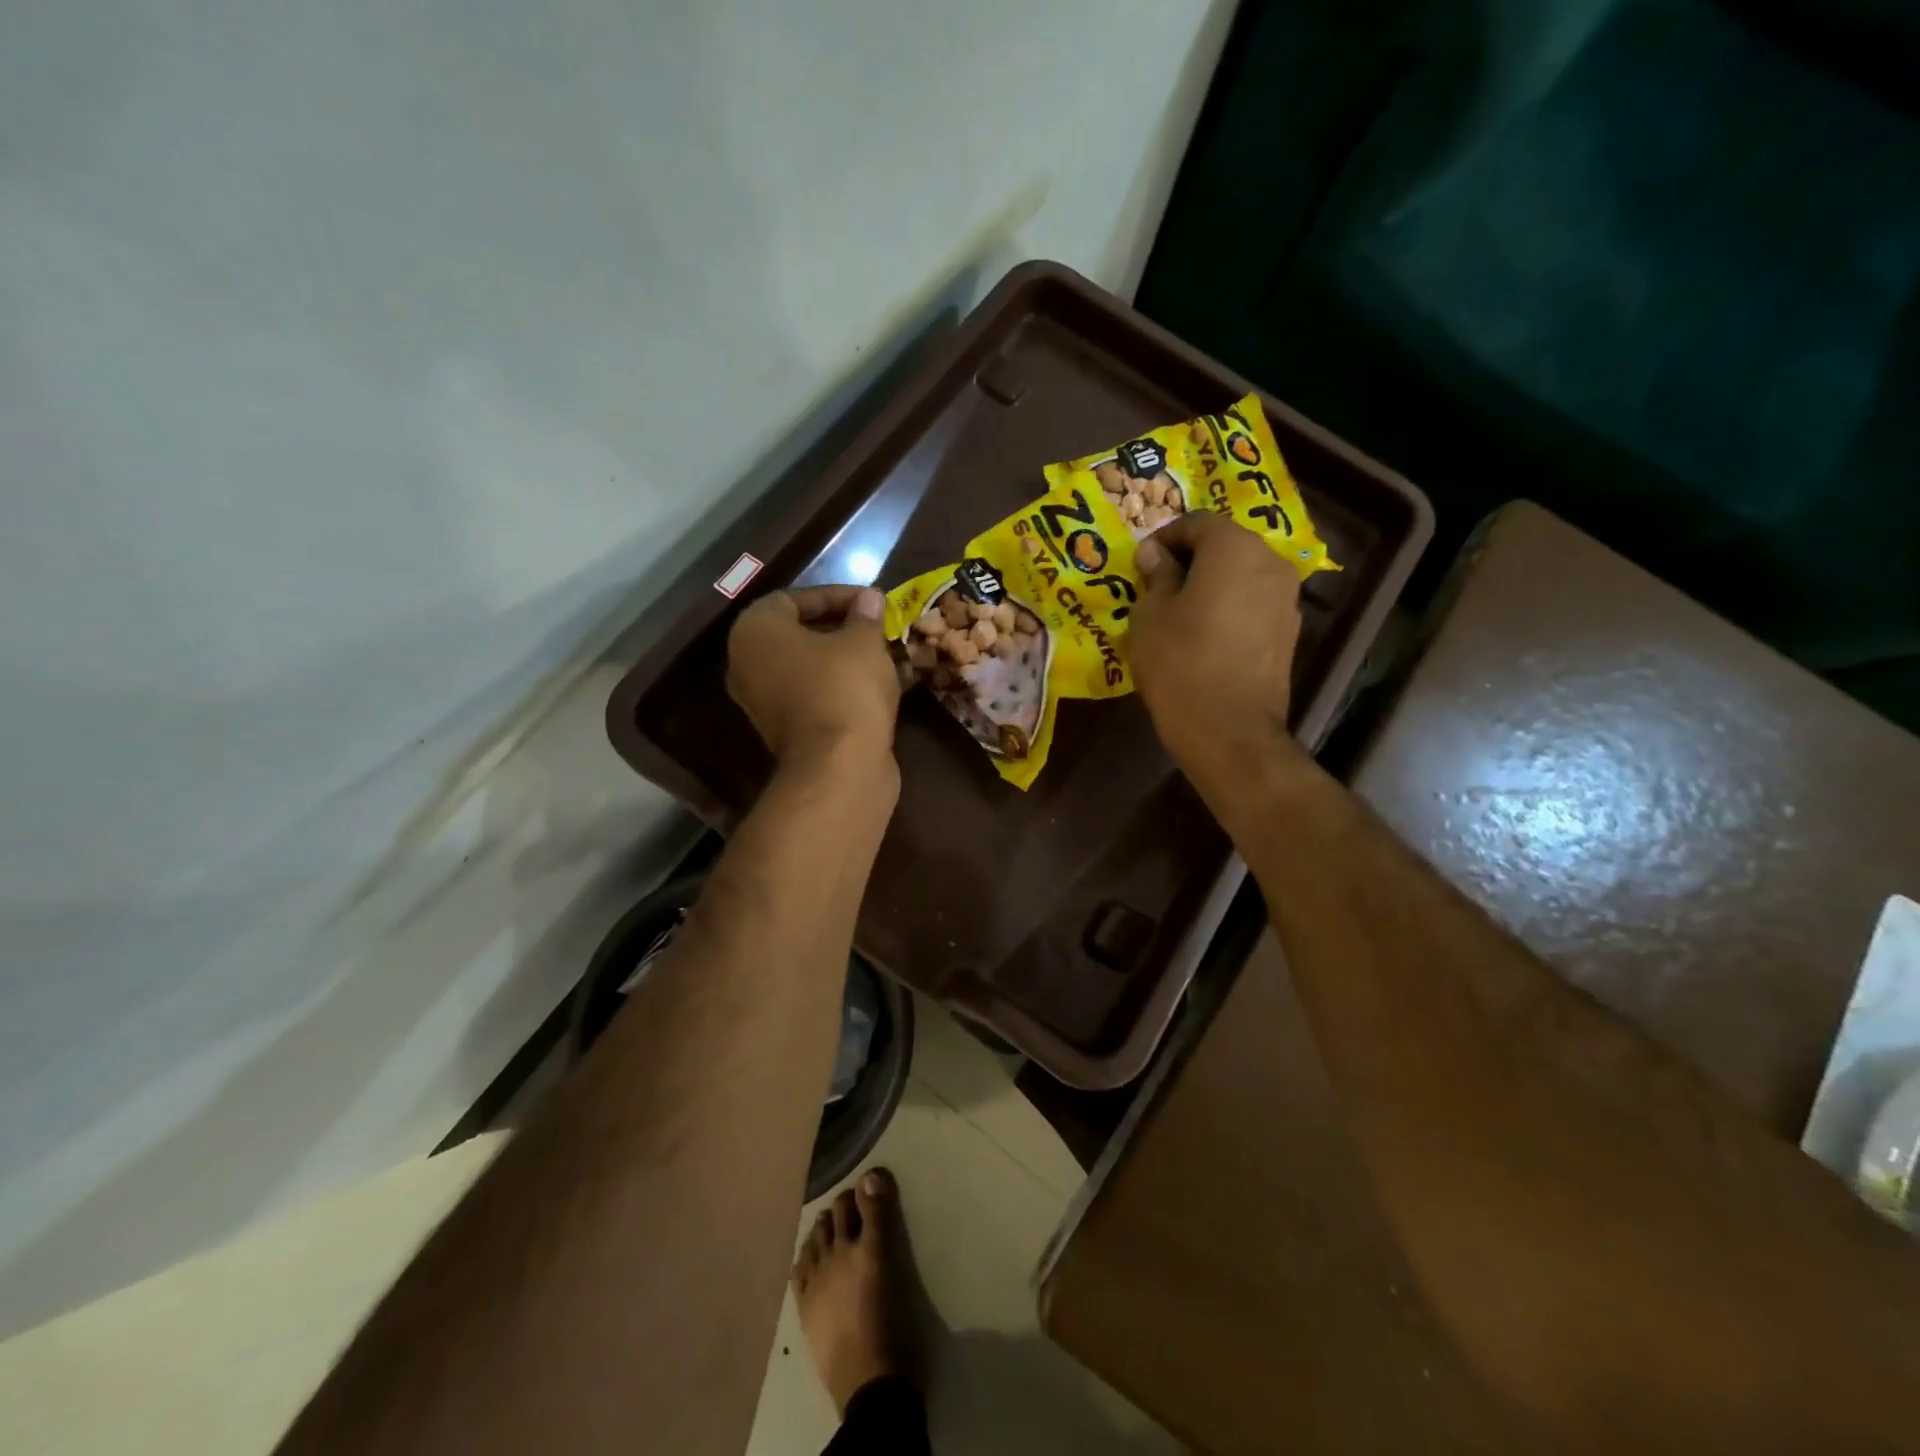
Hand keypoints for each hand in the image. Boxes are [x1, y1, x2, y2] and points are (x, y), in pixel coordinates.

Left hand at [726, 585, 901, 769]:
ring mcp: (764, 702)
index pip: (794, 598)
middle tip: (877, 626)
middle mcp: (748, 664)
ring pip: (809, 668)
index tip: (872, 600)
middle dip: (841, 628)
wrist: (839, 767)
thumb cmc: (845, 688)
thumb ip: (865, 616)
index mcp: (755, 632)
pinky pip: (815, 695)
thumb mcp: (863, 642)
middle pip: (798, 634)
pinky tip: (880, 684)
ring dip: (846, 659)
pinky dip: (842, 687)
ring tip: (885, 653)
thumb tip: (870, 598)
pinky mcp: (787, 731)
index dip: (836, 595)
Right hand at [1130, 512, 1302, 783]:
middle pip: (1225, 546)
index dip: (1164, 538)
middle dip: (1190, 559)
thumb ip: (1156, 576)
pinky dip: (1228, 607)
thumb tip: (1156, 554)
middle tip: (1156, 586)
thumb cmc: (1180, 663)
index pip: (1196, 523)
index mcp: (1234, 548)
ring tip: (1179, 612)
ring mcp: (1286, 599)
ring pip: (1241, 575)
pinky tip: (1204, 635)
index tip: (1140, 564)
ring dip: (1211, 584)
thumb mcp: (1150, 615)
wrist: (1229, 730)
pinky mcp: (1288, 632)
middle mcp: (1270, 562)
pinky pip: (1252, 604)